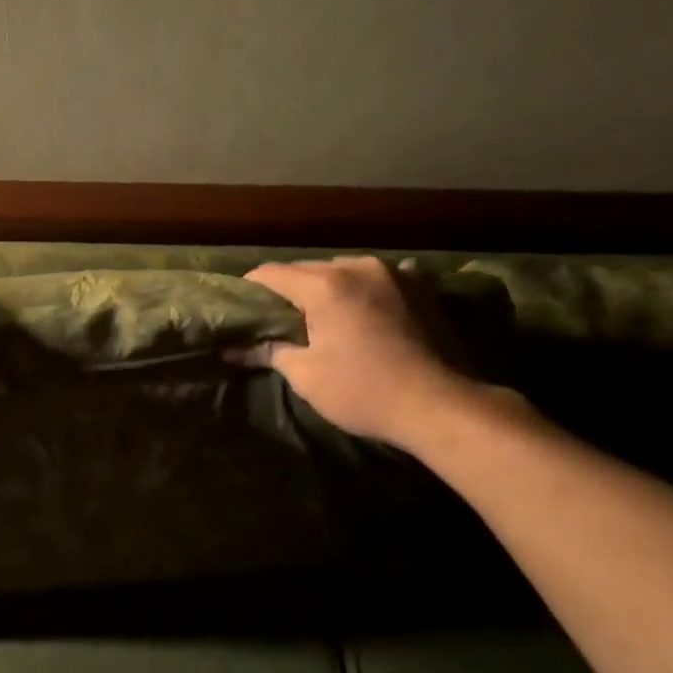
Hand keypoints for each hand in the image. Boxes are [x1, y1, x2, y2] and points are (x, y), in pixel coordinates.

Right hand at [232, 256, 477, 448]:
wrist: (440, 405)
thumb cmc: (363, 391)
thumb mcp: (306, 375)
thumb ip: (268, 352)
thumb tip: (232, 350)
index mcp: (325, 285)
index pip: (272, 273)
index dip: (250, 288)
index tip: (239, 307)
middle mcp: (358, 267)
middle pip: (308, 269)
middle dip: (289, 290)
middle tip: (275, 318)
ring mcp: (394, 273)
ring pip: (344, 271)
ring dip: (327, 289)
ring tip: (319, 316)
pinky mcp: (421, 287)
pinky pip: (378, 280)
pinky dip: (363, 291)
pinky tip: (362, 309)